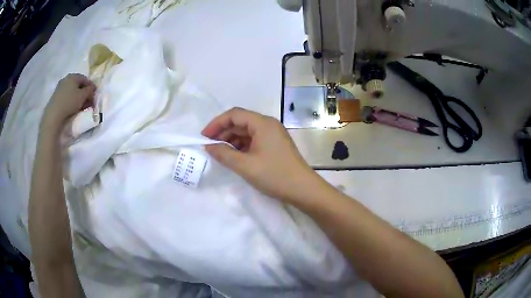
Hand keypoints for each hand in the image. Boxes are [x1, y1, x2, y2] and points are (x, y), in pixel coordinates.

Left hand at [41, 74, 95, 131]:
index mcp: (73, 76)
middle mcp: (66, 79)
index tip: (94, 94)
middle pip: (78, 84)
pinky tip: (73, 107)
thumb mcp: (83, 96)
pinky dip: (71, 100)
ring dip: (77, 97)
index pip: (85, 79)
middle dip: (84, 92)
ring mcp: (60, 87)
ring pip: (72, 90)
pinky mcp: (56, 96)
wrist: (53, 114)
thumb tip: (91, 89)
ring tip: (81, 105)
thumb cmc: (69, 102)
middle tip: (88, 100)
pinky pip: (66, 96)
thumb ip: (89, 91)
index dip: (91, 86)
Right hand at [202, 107, 322, 202]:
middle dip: (223, 132)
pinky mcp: (275, 144)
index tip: (204, 137)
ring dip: (232, 140)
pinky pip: (254, 139)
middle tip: (210, 147)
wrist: (303, 189)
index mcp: (262, 123)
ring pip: (247, 131)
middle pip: (240, 121)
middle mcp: (268, 124)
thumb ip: (224, 154)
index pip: (234, 114)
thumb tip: (208, 146)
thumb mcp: (245, 166)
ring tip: (220, 153)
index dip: (216, 123)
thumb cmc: (275, 175)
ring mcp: (273, 134)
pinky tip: (235, 156)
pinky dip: (242, 146)